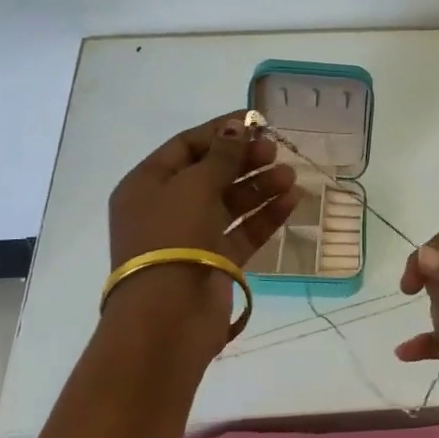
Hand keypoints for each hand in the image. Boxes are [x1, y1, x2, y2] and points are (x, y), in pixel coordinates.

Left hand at [105, 112, 298, 349]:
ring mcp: (191, 237)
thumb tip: (236, 127)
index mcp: (146, 184)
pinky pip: (242, 231)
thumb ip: (221, 156)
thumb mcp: (194, 186)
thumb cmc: (173, 238)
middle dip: (244, 160)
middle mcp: (166, 208)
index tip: (255, 122)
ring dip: (259, 187)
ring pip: (230, 203)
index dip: (220, 132)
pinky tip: (292, 201)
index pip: (185, 146)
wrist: (168, 316)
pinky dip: (265, 216)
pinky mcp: (215, 262)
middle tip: (275, 150)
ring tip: (290, 176)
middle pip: (210, 174)